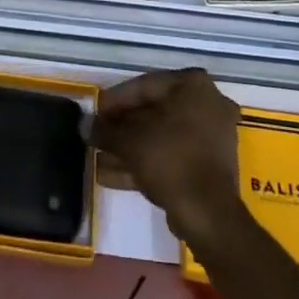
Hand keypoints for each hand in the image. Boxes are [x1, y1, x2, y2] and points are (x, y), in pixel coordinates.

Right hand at [91, 69, 243, 248]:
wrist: (207, 214)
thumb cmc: (170, 158)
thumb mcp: (129, 140)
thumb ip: (105, 130)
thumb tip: (86, 126)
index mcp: (193, 85)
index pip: (145, 85)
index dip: (115, 100)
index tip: (95, 113)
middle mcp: (208, 104)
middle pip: (153, 111)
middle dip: (122, 127)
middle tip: (98, 135)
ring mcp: (212, 136)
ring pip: (161, 136)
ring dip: (130, 147)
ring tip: (99, 158)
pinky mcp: (209, 166)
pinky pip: (172, 156)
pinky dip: (145, 162)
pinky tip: (112, 175)